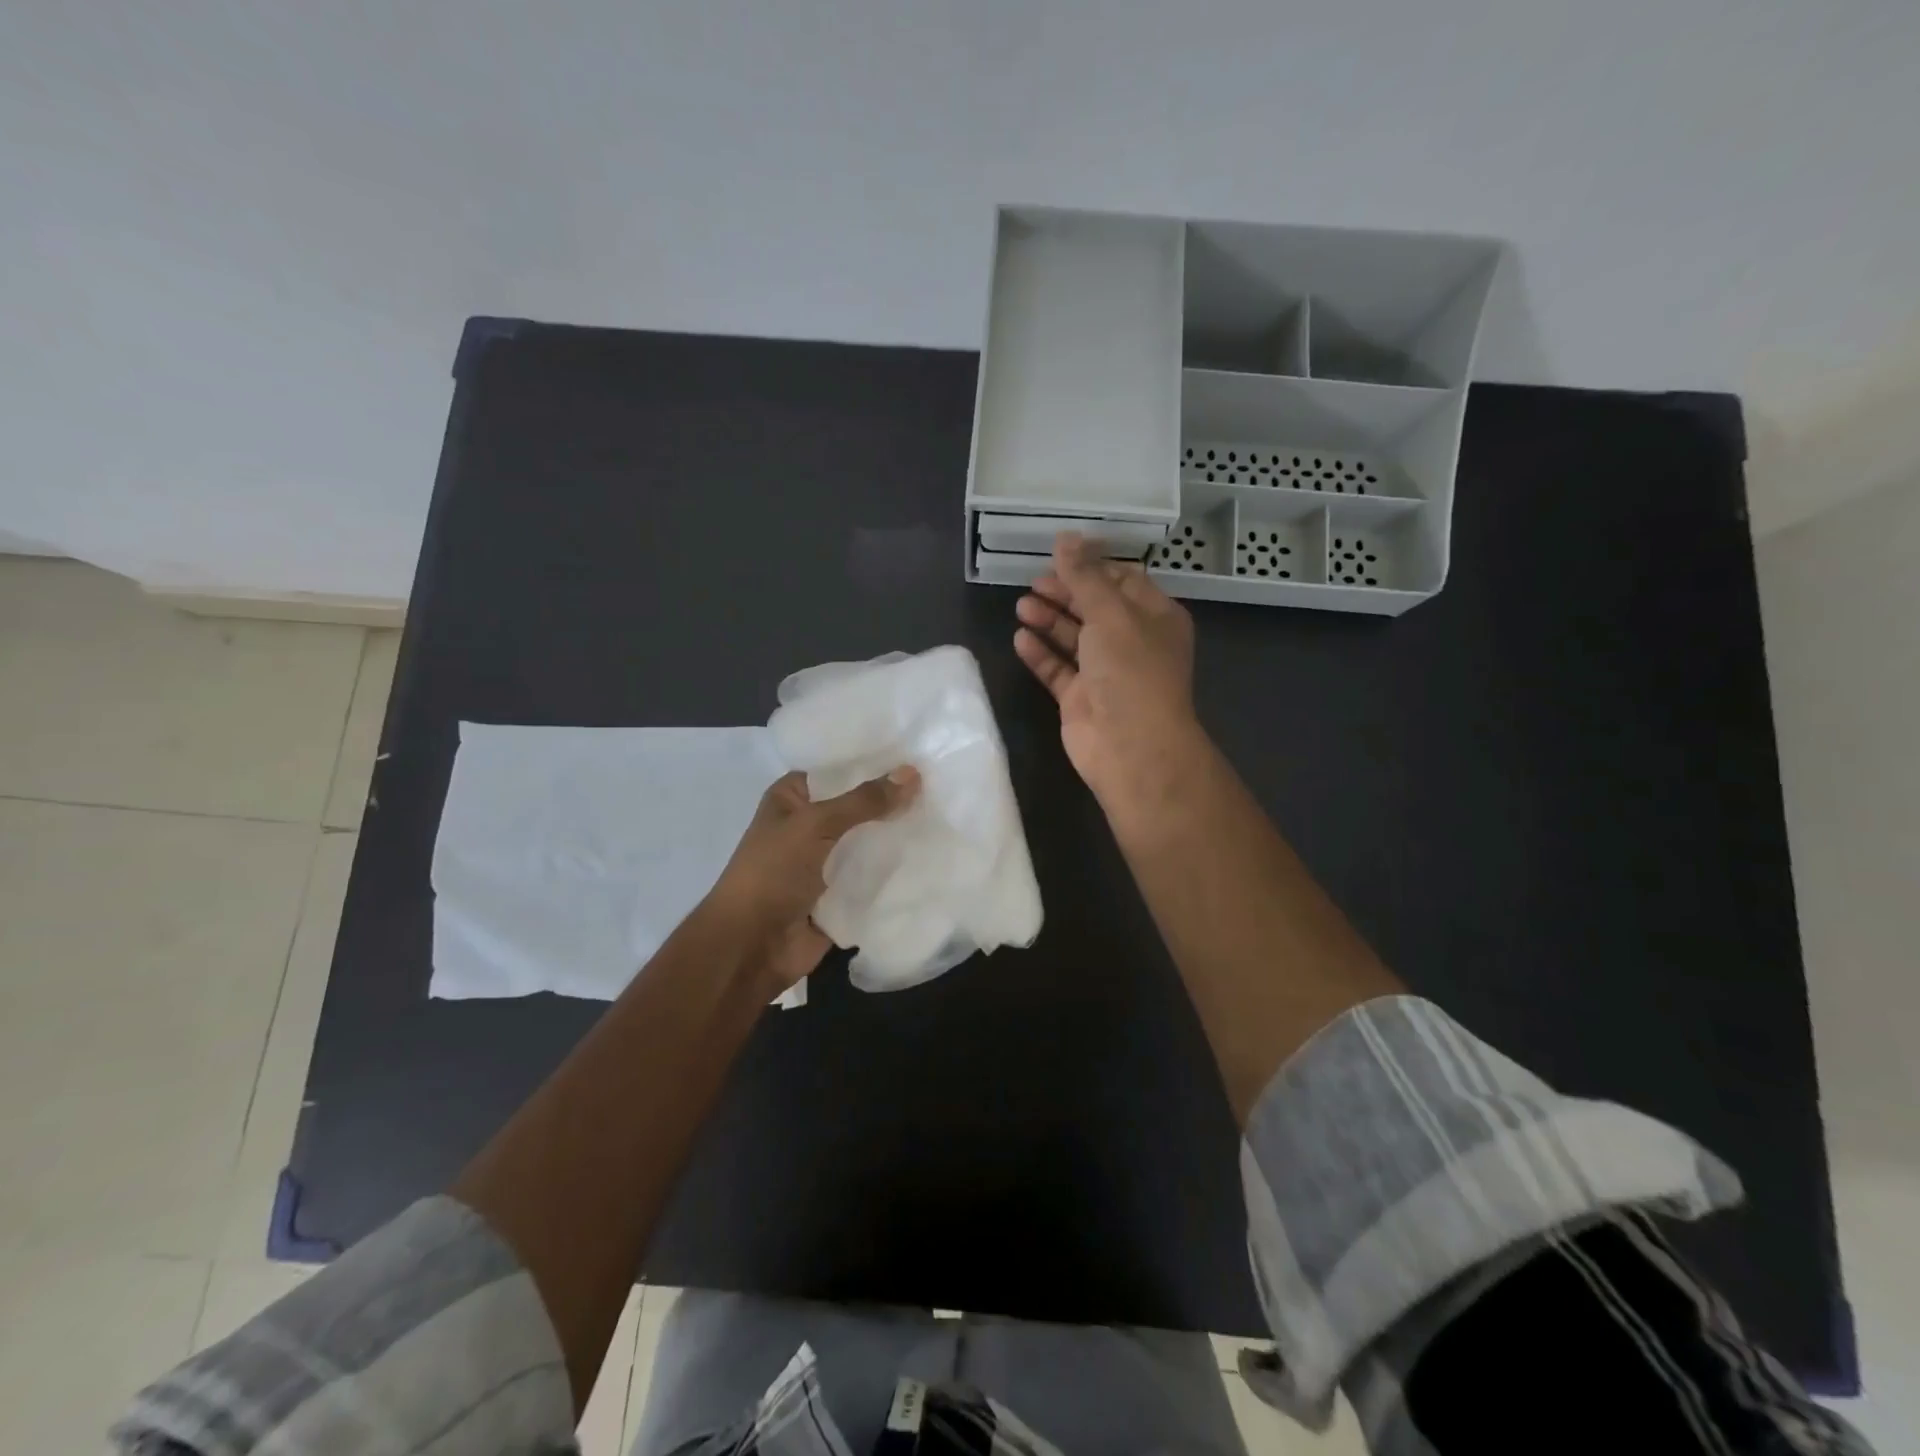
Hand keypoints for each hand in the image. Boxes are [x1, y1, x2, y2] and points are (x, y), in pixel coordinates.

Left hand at [704, 768, 918, 988]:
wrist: (750, 948)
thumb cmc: (771, 874)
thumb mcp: (815, 825)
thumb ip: (864, 801)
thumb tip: (912, 772)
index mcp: (792, 799)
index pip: (839, 769)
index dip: (874, 761)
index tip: (918, 751)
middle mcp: (809, 826)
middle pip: (859, 806)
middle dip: (894, 800)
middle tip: (940, 786)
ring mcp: (826, 863)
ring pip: (870, 842)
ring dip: (899, 836)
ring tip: (945, 817)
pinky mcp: (842, 895)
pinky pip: (875, 876)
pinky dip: (897, 871)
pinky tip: (935, 855)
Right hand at [1014, 532, 1205, 822]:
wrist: (1131, 747)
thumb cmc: (1131, 671)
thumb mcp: (1110, 613)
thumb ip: (1084, 575)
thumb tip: (1065, 536)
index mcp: (1155, 617)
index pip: (1122, 580)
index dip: (1091, 566)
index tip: (1058, 554)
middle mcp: (1132, 642)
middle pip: (1094, 607)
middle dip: (1064, 592)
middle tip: (1033, 582)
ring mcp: (1105, 673)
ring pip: (1073, 638)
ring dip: (1049, 619)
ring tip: (1021, 606)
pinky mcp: (1081, 699)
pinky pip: (1058, 669)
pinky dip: (1040, 653)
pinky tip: (1020, 638)